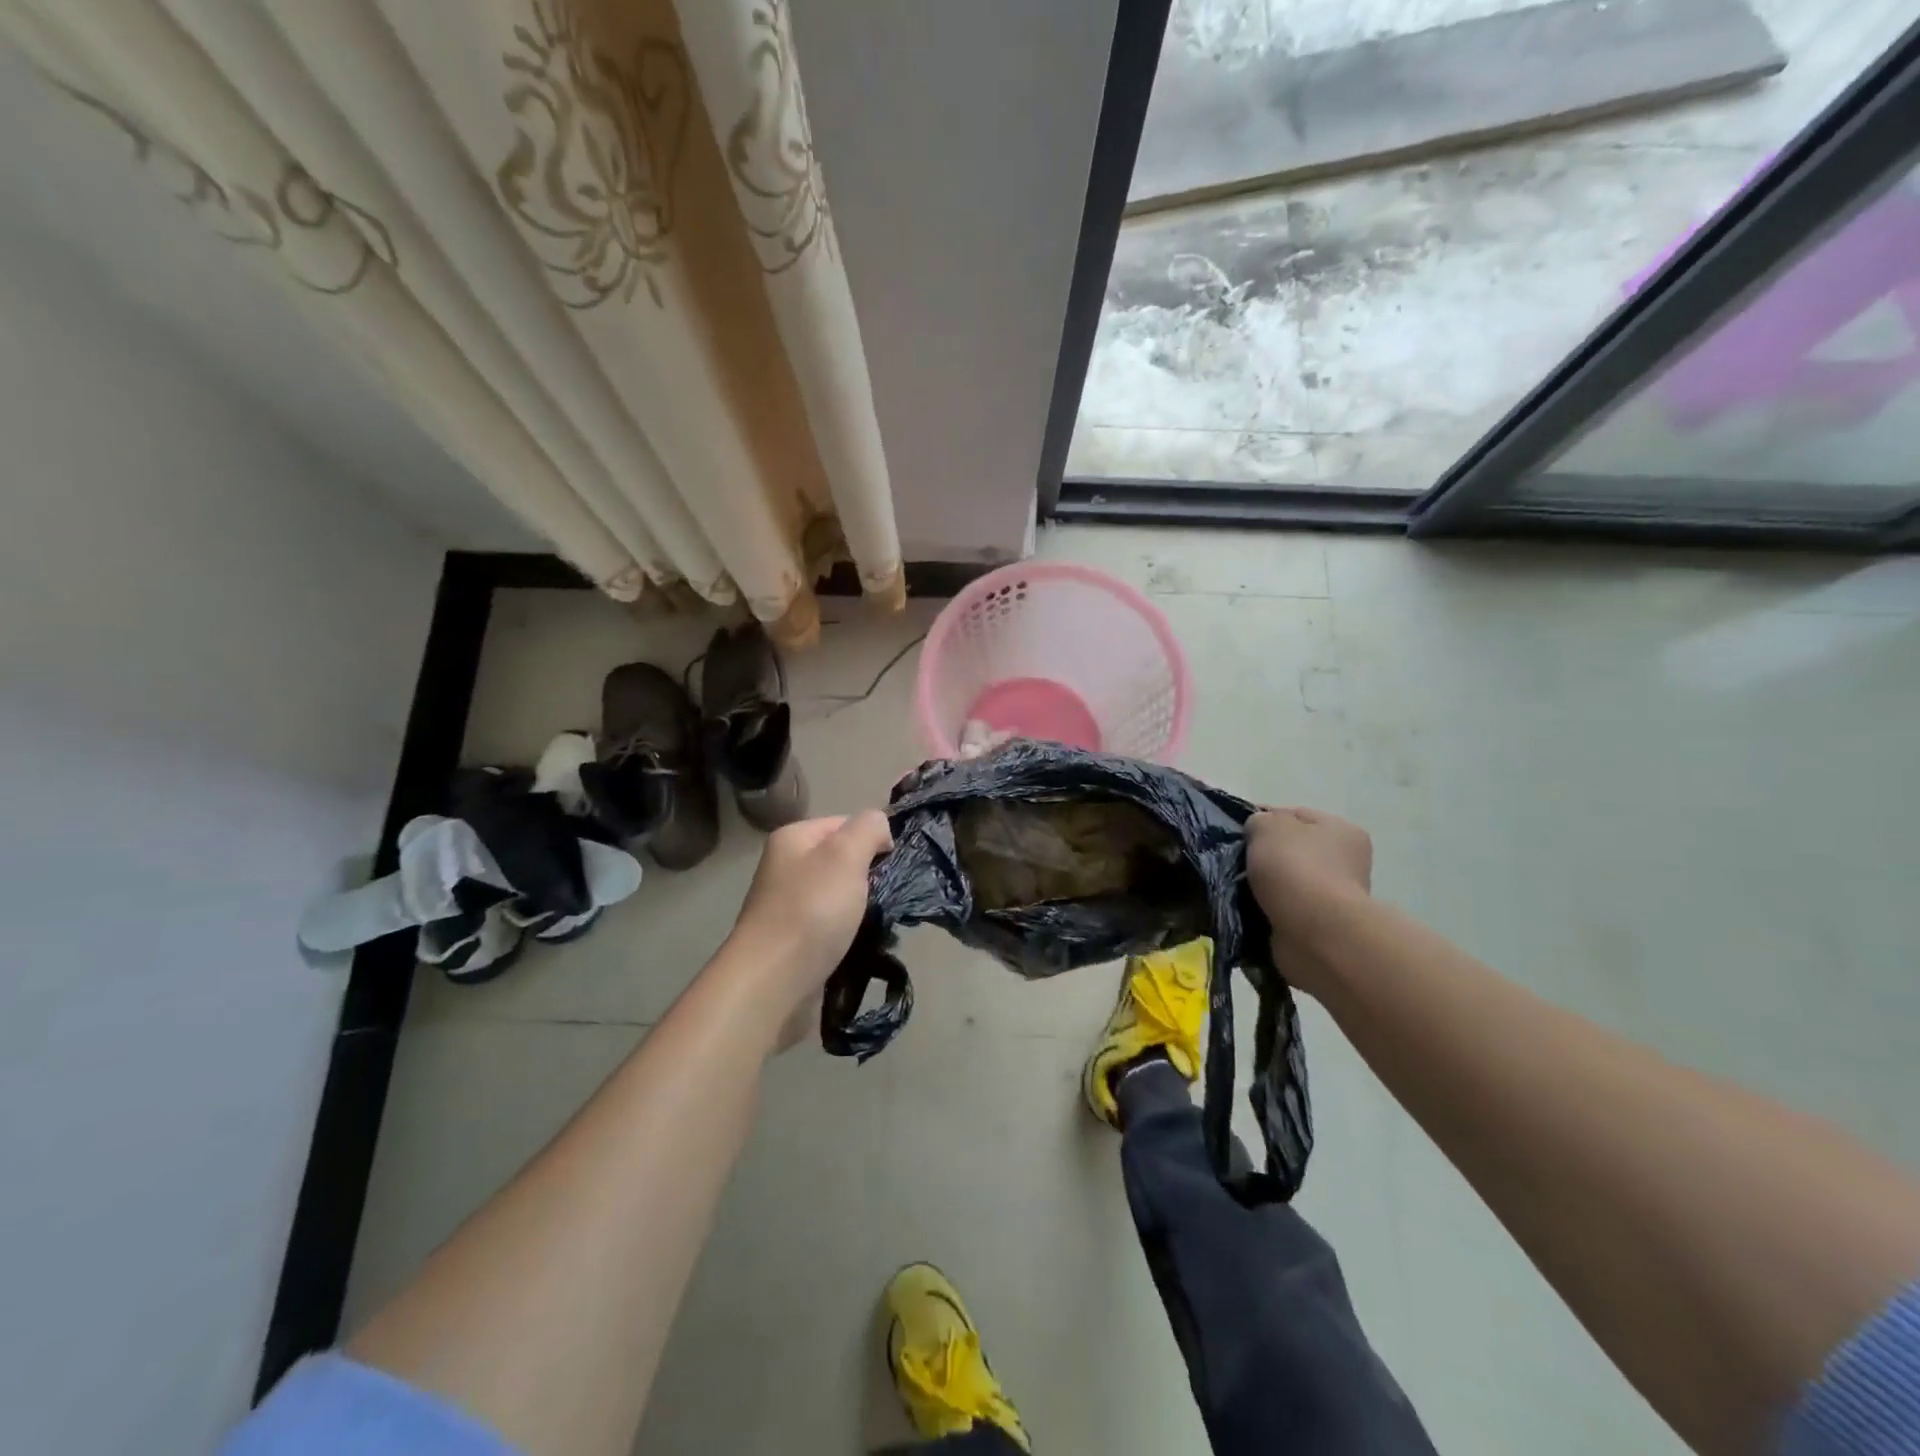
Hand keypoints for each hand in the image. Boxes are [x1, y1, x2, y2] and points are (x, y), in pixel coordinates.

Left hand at [723, 811, 892, 1046]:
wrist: (773, 983)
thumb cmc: (811, 910)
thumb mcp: (846, 854)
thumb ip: (869, 828)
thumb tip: (880, 830)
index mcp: (793, 839)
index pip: (845, 823)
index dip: (873, 839)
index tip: (892, 864)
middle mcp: (787, 869)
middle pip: (844, 861)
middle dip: (871, 877)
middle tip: (891, 895)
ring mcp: (790, 909)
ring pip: (843, 898)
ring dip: (865, 910)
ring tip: (883, 924)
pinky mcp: (797, 944)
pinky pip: (835, 930)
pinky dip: (853, 936)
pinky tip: (867, 946)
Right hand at [1247, 807, 1371, 985]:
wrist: (1315, 932)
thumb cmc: (1295, 868)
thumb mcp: (1267, 826)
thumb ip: (1258, 820)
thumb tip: (1256, 832)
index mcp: (1340, 829)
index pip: (1293, 815)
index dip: (1262, 819)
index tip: (1235, 832)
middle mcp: (1345, 861)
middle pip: (1291, 850)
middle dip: (1263, 856)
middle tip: (1234, 861)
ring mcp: (1334, 896)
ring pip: (1285, 881)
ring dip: (1263, 885)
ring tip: (1237, 888)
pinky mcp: (1319, 925)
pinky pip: (1283, 908)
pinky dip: (1266, 909)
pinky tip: (1248, 909)